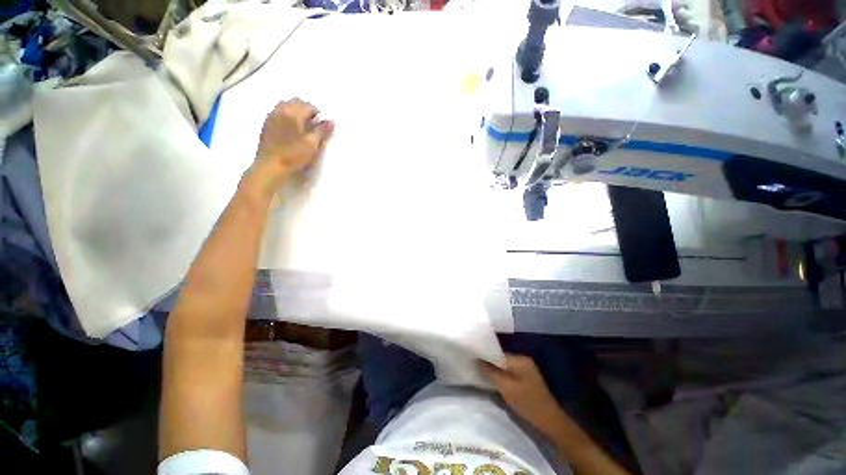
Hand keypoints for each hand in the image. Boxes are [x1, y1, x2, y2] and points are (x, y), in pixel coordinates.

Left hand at [252, 98, 333, 190]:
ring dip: (296, 111)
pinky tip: (291, 128)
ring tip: (303, 125)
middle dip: (306, 109)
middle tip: (314, 124)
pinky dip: (287, 114)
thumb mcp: (312, 144)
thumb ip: (322, 131)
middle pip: (296, 101)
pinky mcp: (267, 123)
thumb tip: (332, 121)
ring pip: (286, 104)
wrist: (270, 165)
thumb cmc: (293, 155)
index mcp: (293, 113)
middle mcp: (281, 109)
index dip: (318, 114)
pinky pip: (279, 111)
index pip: (308, 106)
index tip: (322, 125)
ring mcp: (272, 115)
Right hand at [479, 354, 564, 434]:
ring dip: (495, 370)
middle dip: (489, 363)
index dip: (485, 356)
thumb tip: (477, 360)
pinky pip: (509, 371)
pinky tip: (495, 381)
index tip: (473, 359)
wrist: (550, 421)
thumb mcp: (506, 388)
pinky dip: (502, 375)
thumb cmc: (527, 403)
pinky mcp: (526, 377)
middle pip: (501, 358)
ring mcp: (526, 368)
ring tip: (482, 374)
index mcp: (520, 359)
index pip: (497, 353)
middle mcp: (523, 360)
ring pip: (504, 365)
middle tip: (476, 367)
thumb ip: (491, 372)